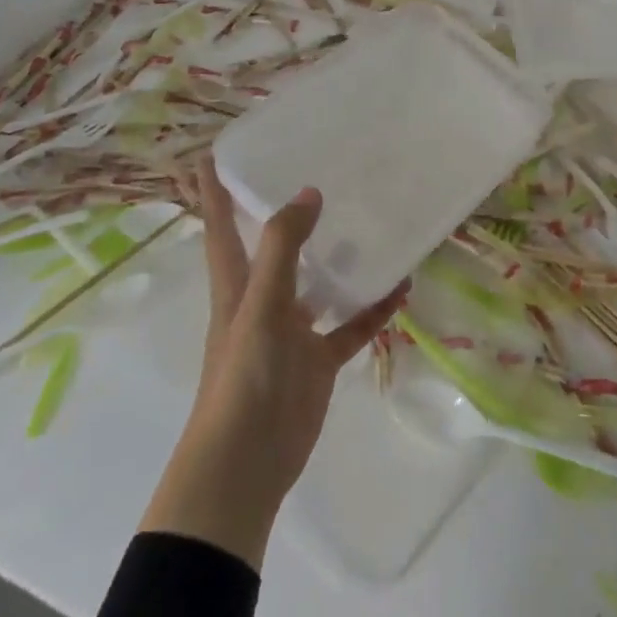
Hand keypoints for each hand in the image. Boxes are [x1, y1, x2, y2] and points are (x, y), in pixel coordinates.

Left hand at [139, 158, 408, 566]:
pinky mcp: (318, 360)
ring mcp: (293, 330)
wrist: (245, 466)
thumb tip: (309, 191)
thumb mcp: (260, 306)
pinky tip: (402, 286)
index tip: (214, 150)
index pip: (221, 225)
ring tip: (372, 221)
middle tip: (320, 170)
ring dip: (341, 257)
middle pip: (274, 246)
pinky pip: (352, 325)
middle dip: (288, 213)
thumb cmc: (242, 377)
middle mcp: (263, 299)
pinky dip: (374, 308)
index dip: (214, 190)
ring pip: (319, 282)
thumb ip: (284, 249)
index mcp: (236, 284)